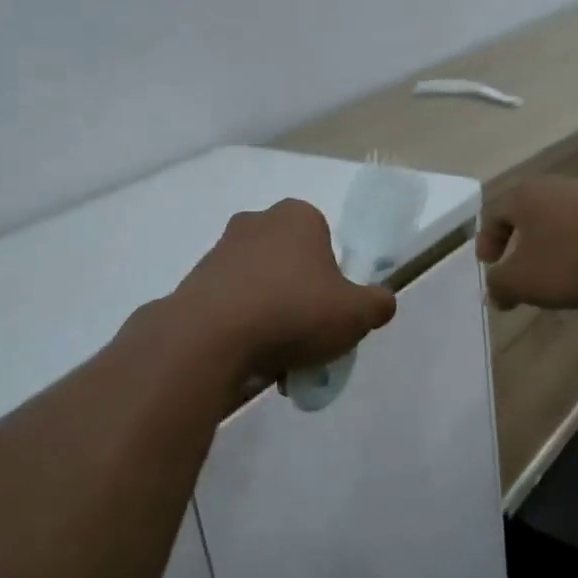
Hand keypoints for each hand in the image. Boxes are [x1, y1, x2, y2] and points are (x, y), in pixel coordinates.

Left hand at [170, 199, 397, 381]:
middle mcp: (257, 222)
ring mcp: (221, 249)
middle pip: (291, 264)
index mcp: (298, 217)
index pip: (325, 242)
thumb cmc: (294, 311)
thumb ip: (378, 304)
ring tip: (278, 360)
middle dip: (299, 298)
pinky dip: (242, 326)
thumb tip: (382, 301)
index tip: (330, 312)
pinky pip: (231, 303)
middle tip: (307, 338)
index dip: (332, 279)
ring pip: (260, 285)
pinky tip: (249, 359)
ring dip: (270, 316)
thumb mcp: (355, 314)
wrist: (211, 336)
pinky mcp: (195, 280)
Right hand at [477, 177, 577, 309]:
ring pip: (565, 224)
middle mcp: (555, 187)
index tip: (489, 265)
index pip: (493, 214)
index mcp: (524, 197)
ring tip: (566, 281)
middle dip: (524, 246)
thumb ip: (501, 286)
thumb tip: (495, 292)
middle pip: (530, 215)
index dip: (486, 241)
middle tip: (522, 271)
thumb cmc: (574, 256)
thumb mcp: (525, 280)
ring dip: (560, 251)